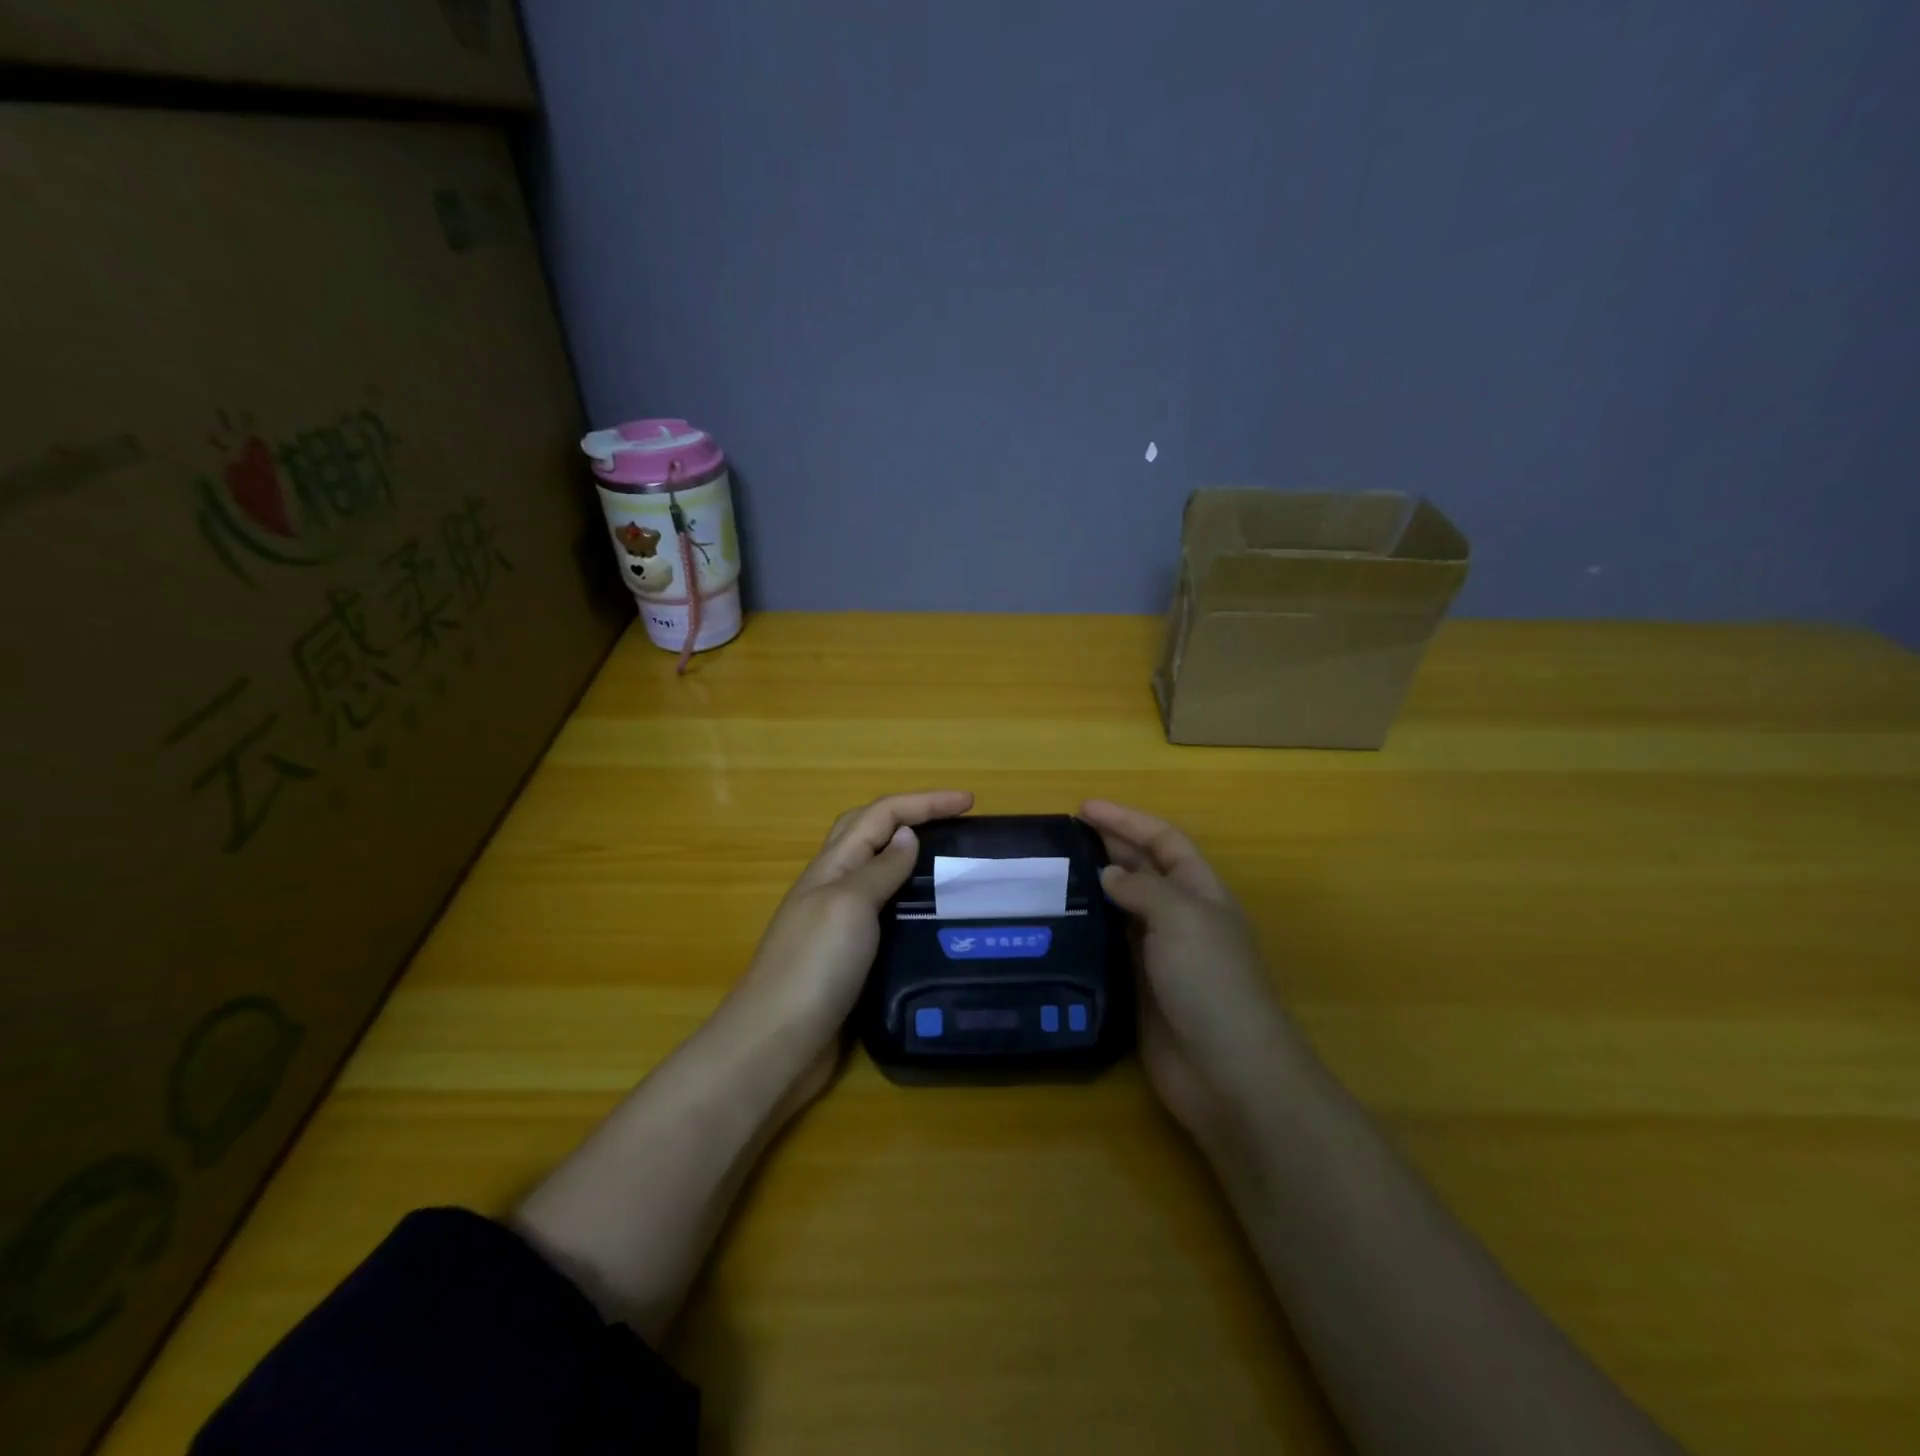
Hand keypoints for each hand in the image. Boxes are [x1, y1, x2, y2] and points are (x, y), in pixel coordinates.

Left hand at [731, 790, 973, 1106]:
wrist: (776, 1044)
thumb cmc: (814, 966)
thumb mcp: (850, 905)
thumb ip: (880, 869)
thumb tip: (908, 834)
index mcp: (833, 866)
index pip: (881, 814)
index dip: (925, 802)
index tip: (970, 802)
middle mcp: (833, 887)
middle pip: (871, 833)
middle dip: (913, 817)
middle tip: (956, 824)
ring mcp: (837, 924)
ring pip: (877, 874)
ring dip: (910, 859)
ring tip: (952, 868)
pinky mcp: (847, 959)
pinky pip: (882, 915)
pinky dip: (907, 903)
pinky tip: (931, 921)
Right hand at [1079, 800, 1295, 1148]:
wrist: (1227, 1073)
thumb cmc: (1211, 982)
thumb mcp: (1182, 919)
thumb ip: (1143, 889)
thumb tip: (1108, 874)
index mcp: (1202, 893)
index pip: (1164, 841)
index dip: (1128, 820)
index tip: (1084, 808)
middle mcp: (1181, 918)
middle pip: (1143, 870)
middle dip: (1109, 847)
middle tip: (1062, 835)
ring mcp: (1160, 955)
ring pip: (1123, 908)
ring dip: (1094, 888)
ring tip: (1052, 874)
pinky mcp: (1139, 988)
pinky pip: (1110, 947)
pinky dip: (1088, 931)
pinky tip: (1059, 925)